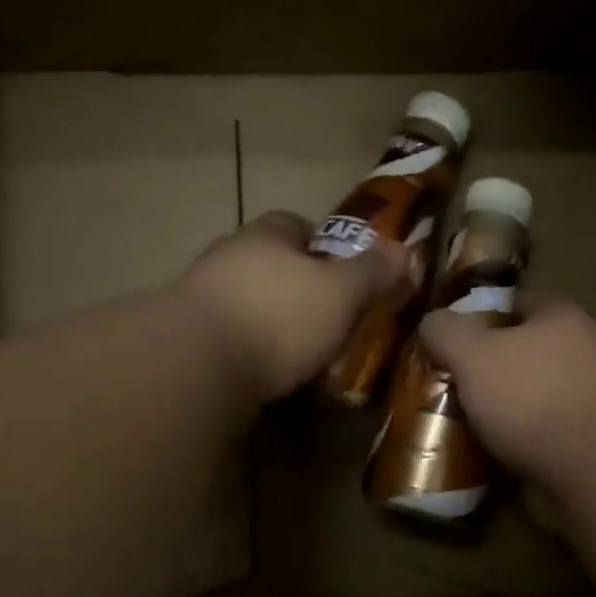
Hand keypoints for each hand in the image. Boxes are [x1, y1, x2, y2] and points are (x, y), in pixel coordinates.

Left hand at [178, 212, 406, 402]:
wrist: (197, 364)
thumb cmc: (279, 316)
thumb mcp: (341, 293)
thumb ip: (373, 272)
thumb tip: (408, 251)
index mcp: (264, 236)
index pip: (295, 224)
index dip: (323, 244)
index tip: (344, 271)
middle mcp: (228, 258)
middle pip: (269, 263)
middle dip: (297, 284)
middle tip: (328, 315)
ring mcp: (201, 299)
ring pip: (247, 301)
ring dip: (271, 319)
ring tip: (300, 350)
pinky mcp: (187, 340)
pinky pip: (229, 337)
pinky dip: (249, 349)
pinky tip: (266, 372)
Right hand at [416, 294, 595, 489]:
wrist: (592, 468)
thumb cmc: (531, 395)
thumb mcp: (473, 352)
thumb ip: (446, 331)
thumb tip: (430, 323)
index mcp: (558, 317)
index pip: (512, 302)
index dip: (475, 316)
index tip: (443, 338)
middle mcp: (577, 352)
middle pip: (517, 353)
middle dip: (480, 369)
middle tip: (440, 383)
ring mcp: (581, 400)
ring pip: (523, 397)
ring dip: (492, 410)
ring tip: (451, 422)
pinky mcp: (579, 443)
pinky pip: (531, 436)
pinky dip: (507, 443)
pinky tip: (478, 453)